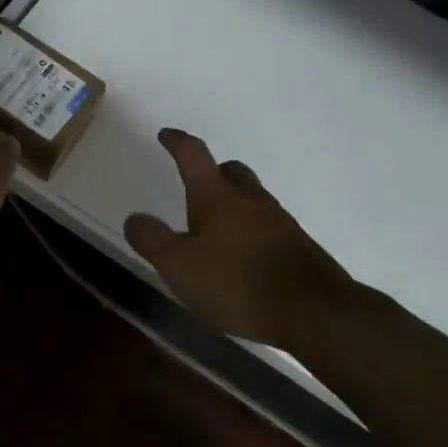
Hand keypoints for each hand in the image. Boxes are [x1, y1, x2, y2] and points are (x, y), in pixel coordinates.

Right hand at [124, 129, 349, 345]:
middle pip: (230, 170)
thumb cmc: (236, 282)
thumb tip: (134, 217)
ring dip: (233, 202)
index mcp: (216, 195)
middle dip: (212, 172)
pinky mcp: (297, 245)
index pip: (193, 154)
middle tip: (196, 185)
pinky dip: (250, 229)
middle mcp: (249, 198)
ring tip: (216, 226)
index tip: (166, 135)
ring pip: (251, 197)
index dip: (177, 142)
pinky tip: (243, 255)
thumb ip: (153, 240)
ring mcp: (278, 220)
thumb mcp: (179, 266)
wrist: (313, 311)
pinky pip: (267, 224)